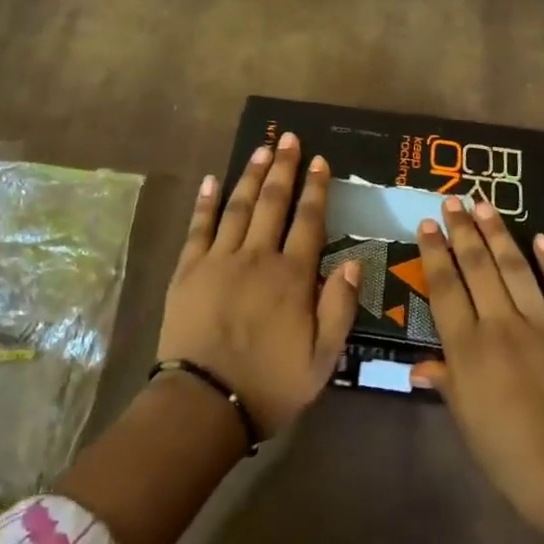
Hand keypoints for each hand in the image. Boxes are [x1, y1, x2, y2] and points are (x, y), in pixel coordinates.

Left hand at [157, 131, 361, 436]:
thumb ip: (339, 308)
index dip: (316, 189)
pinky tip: (212, 179)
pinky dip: (206, 202)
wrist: (204, 405)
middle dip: (283, 168)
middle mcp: (257, 257)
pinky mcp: (188, 270)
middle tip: (289, 139)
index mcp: (292, 277)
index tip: (320, 161)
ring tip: (262, 149)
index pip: (308, 221)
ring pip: (238, 206)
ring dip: (251, 175)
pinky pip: (199, 227)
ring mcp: (219, 259)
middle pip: (272, 202)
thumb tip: (354, 262)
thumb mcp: (322, 359)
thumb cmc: (269, 385)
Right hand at [412, 197, 543, 525]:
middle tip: (453, 201)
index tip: (427, 225)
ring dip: (498, 234)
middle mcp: (501, 325)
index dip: (434, 254)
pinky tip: (542, 238)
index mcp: (469, 349)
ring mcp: (542, 325)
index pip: (445, 289)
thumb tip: (419, 366)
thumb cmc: (514, 459)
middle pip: (477, 268)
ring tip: (485, 205)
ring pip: (515, 268)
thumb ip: (447, 384)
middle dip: (463, 231)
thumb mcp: (469, 425)